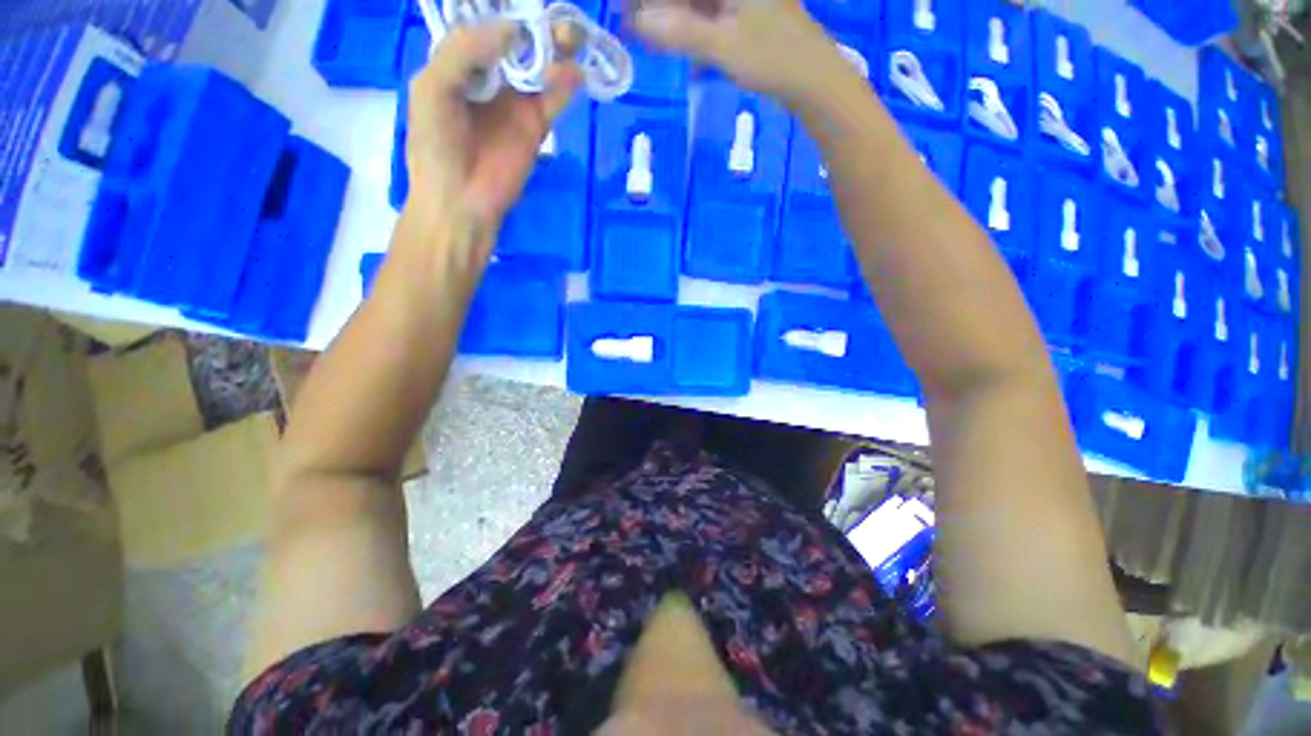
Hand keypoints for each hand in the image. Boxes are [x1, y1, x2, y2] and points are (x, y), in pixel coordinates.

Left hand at [406, 23, 580, 229]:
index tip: (526, 2)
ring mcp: (516, 101)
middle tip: (559, 19)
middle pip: (518, 41)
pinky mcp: (536, 126)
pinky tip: (576, 73)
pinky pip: (554, 99)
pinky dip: (566, 85)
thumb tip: (512, 30)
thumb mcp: (433, 87)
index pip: (485, 24)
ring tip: (573, 37)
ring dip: (558, 50)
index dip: (505, 11)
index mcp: (458, 61)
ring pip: (540, 67)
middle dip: (538, 27)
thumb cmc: (436, 144)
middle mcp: (490, 75)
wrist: (461, 199)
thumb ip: (463, 51)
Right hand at [634, 0, 849, 105]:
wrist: (813, 79)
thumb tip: (634, 23)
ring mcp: (742, 1)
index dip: (649, 1)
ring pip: (697, 5)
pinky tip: (677, 45)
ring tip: (646, 35)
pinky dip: (692, 30)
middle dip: (658, 7)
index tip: (626, 13)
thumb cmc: (772, 58)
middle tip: (631, 25)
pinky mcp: (745, 16)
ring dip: (672, 19)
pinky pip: (710, 17)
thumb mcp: (721, 45)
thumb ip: (678, 32)